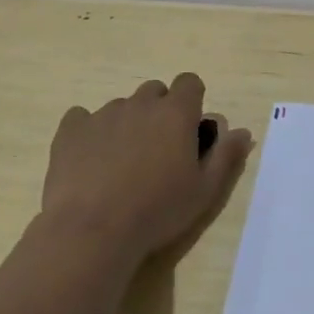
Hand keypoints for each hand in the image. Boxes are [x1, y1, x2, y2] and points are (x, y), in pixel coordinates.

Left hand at [40, 73, 252, 271]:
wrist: (92, 231)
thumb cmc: (158, 210)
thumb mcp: (205, 190)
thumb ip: (226, 156)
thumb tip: (242, 132)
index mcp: (176, 113)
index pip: (190, 82)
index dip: (192, 101)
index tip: (189, 129)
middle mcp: (140, 104)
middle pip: (155, 91)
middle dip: (160, 111)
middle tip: (158, 149)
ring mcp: (102, 114)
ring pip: (121, 106)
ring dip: (127, 124)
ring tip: (122, 163)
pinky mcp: (71, 130)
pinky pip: (82, 118)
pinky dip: (89, 132)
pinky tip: (90, 160)